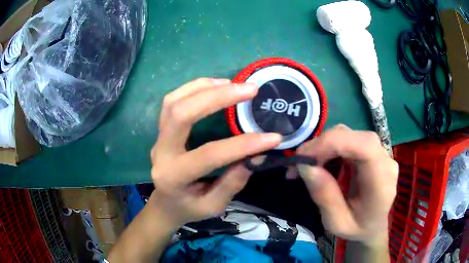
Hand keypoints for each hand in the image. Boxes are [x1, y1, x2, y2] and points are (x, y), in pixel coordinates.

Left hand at [149, 78, 281, 228]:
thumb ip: (232, 183)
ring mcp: (158, 137)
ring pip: (173, 102)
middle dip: (217, 97)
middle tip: (250, 90)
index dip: (243, 145)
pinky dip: (194, 88)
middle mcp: (161, 152)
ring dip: (204, 87)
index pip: (209, 155)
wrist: (165, 204)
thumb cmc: (189, 208)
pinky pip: (172, 101)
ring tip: (232, 83)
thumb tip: (256, 155)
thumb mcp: (213, 206)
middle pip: (181, 115)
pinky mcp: (161, 129)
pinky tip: (215, 85)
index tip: (273, 137)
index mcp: (173, 177)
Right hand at [296, 125, 397, 244]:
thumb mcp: (337, 223)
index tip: (305, 158)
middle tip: (300, 163)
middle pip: (354, 137)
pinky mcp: (371, 151)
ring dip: (324, 146)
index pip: (364, 146)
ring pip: (349, 135)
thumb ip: (325, 197)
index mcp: (382, 181)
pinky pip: (348, 141)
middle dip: (322, 145)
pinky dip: (330, 148)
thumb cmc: (358, 229)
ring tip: (308, 165)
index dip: (333, 144)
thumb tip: (306, 167)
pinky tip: (322, 163)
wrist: (373, 226)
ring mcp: (379, 153)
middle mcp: (385, 160)